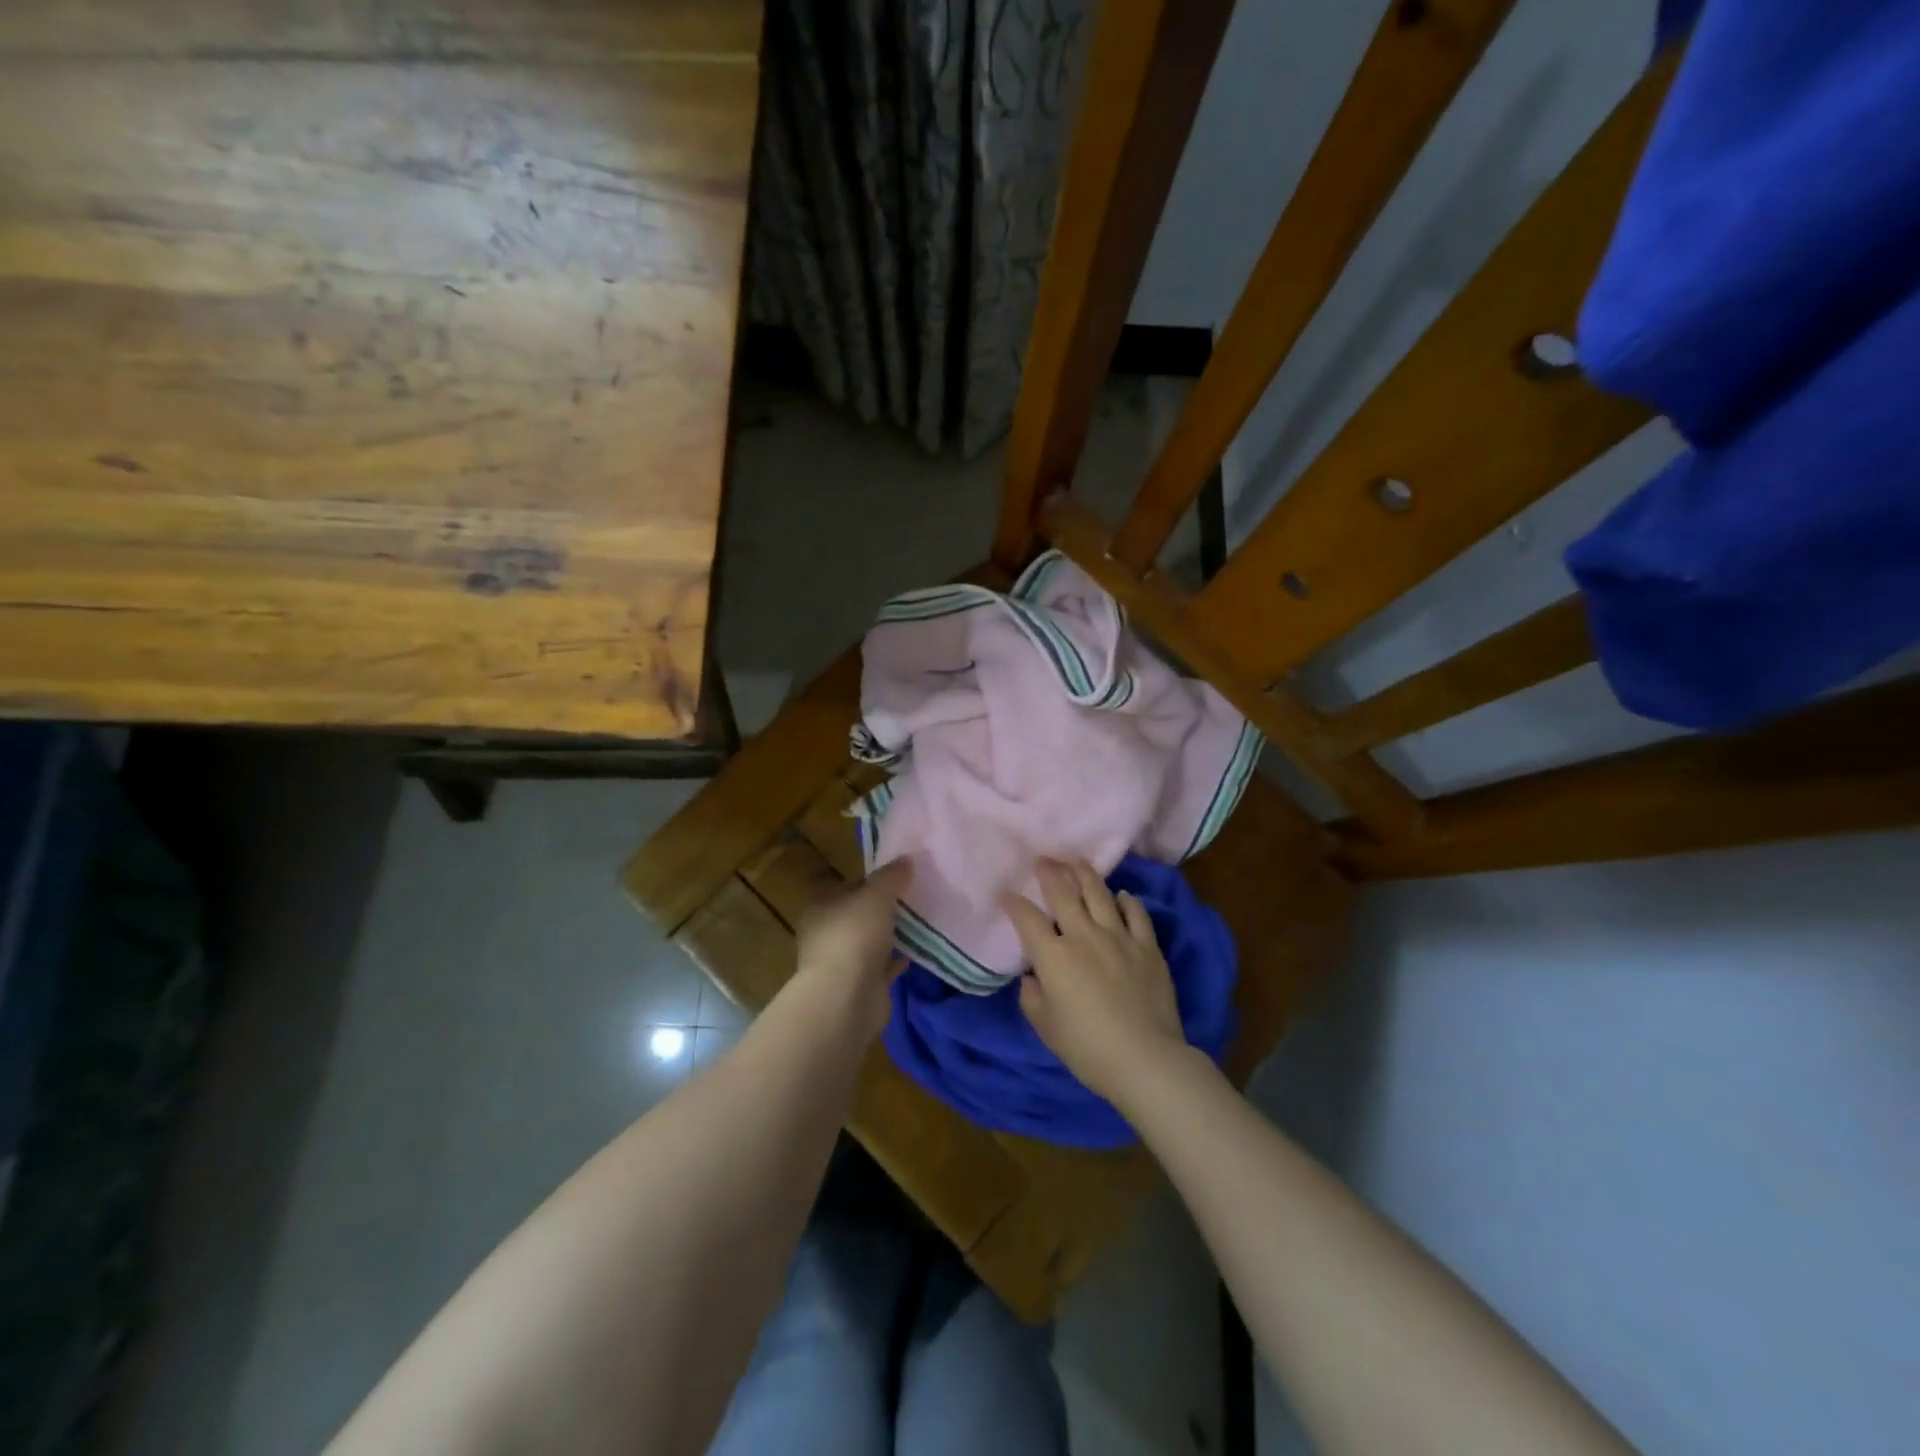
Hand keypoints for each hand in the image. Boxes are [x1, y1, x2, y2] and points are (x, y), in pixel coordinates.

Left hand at [794, 859, 911, 1033]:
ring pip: (868, 942)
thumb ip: (891, 876)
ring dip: (889, 935)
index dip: (867, 880)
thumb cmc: (853, 935)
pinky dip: (896, 960)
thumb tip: (906, 859)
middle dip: (880, 909)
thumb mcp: (876, 895)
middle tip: (911, 898)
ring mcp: (841, 962)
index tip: (894, 877)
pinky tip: (917, 950)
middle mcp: (825, 933)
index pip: (843, 886)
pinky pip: (882, 967)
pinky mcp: (859, 987)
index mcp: (820, 907)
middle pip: (856, 914)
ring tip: (918, 922)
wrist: (846, 998)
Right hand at [1002, 859, 1189, 1106]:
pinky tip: (1121, 896)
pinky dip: (1126, 901)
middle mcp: (1084, 936)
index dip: (1013, 903)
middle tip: (1043, 859)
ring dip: (1085, 874)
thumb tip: (1033, 977)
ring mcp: (1119, 937)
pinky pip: (1136, 914)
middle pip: (1063, 893)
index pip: (1027, 919)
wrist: (1145, 1059)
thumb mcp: (1046, 1027)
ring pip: (1099, 893)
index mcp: (1054, 956)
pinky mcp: (1148, 947)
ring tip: (1076, 862)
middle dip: (1049, 872)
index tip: (1006, 893)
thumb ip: (1032, 997)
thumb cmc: (1087, 1048)